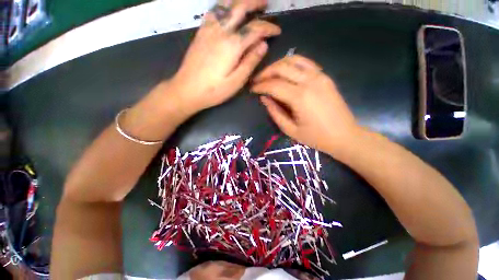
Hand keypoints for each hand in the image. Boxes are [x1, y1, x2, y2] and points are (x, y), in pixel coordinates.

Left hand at [170, 0, 280, 116]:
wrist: (187, 90)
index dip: (268, 28)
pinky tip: (227, 8)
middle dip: (255, 3)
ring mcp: (208, 29)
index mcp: (232, 45)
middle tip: (266, 4)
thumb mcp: (236, 81)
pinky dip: (222, 5)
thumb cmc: (214, 90)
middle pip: (240, 7)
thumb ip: (250, 62)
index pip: (255, 29)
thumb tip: (263, 45)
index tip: (277, 31)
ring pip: (225, 4)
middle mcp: (221, 31)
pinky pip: (212, 11)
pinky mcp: (200, 32)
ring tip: (248, 2)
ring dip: (239, 0)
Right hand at [252, 55, 359, 154]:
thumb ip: (275, 112)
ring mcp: (319, 76)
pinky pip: (305, 63)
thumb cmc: (316, 137)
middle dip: (266, 72)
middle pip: (282, 68)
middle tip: (257, 80)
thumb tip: (264, 98)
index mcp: (300, 97)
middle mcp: (309, 81)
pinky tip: (285, 71)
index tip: (252, 89)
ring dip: (277, 65)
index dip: (260, 86)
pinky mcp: (325, 76)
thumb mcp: (290, 130)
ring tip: (268, 74)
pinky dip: (292, 64)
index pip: (274, 85)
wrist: (345, 135)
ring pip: (293, 60)